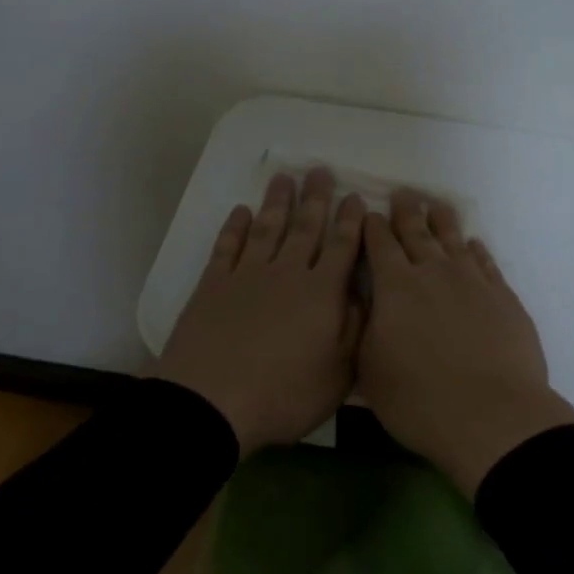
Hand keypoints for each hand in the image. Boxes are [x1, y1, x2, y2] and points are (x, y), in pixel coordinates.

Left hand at [154, 168, 365, 455]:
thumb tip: (362, 293)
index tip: (355, 197)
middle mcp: (287, 273)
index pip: (341, 248)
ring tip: (284, 178)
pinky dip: (235, 227)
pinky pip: (228, 247)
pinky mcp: (213, 285)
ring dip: (277, 202)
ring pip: (268, 229)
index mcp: (321, 294)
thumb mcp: (338, 374)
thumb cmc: (283, 395)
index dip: (350, 222)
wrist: (211, 403)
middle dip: (316, 199)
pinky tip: (241, 211)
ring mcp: (247, 276)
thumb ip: (355, 329)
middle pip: (305, 228)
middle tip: (320, 170)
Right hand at [359, 189, 573, 496]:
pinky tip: (474, 245)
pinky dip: (477, 250)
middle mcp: (434, 273)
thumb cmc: (419, 399)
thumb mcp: (370, 370)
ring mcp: (472, 281)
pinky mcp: (503, 296)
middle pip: (417, 232)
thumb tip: (367, 308)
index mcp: (396, 287)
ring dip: (442, 221)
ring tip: (437, 205)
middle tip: (402, 194)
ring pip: (454, 240)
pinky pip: (486, 262)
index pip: (380, 244)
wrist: (492, 415)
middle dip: (406, 212)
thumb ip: (365, 331)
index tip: (369, 213)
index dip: (373, 227)